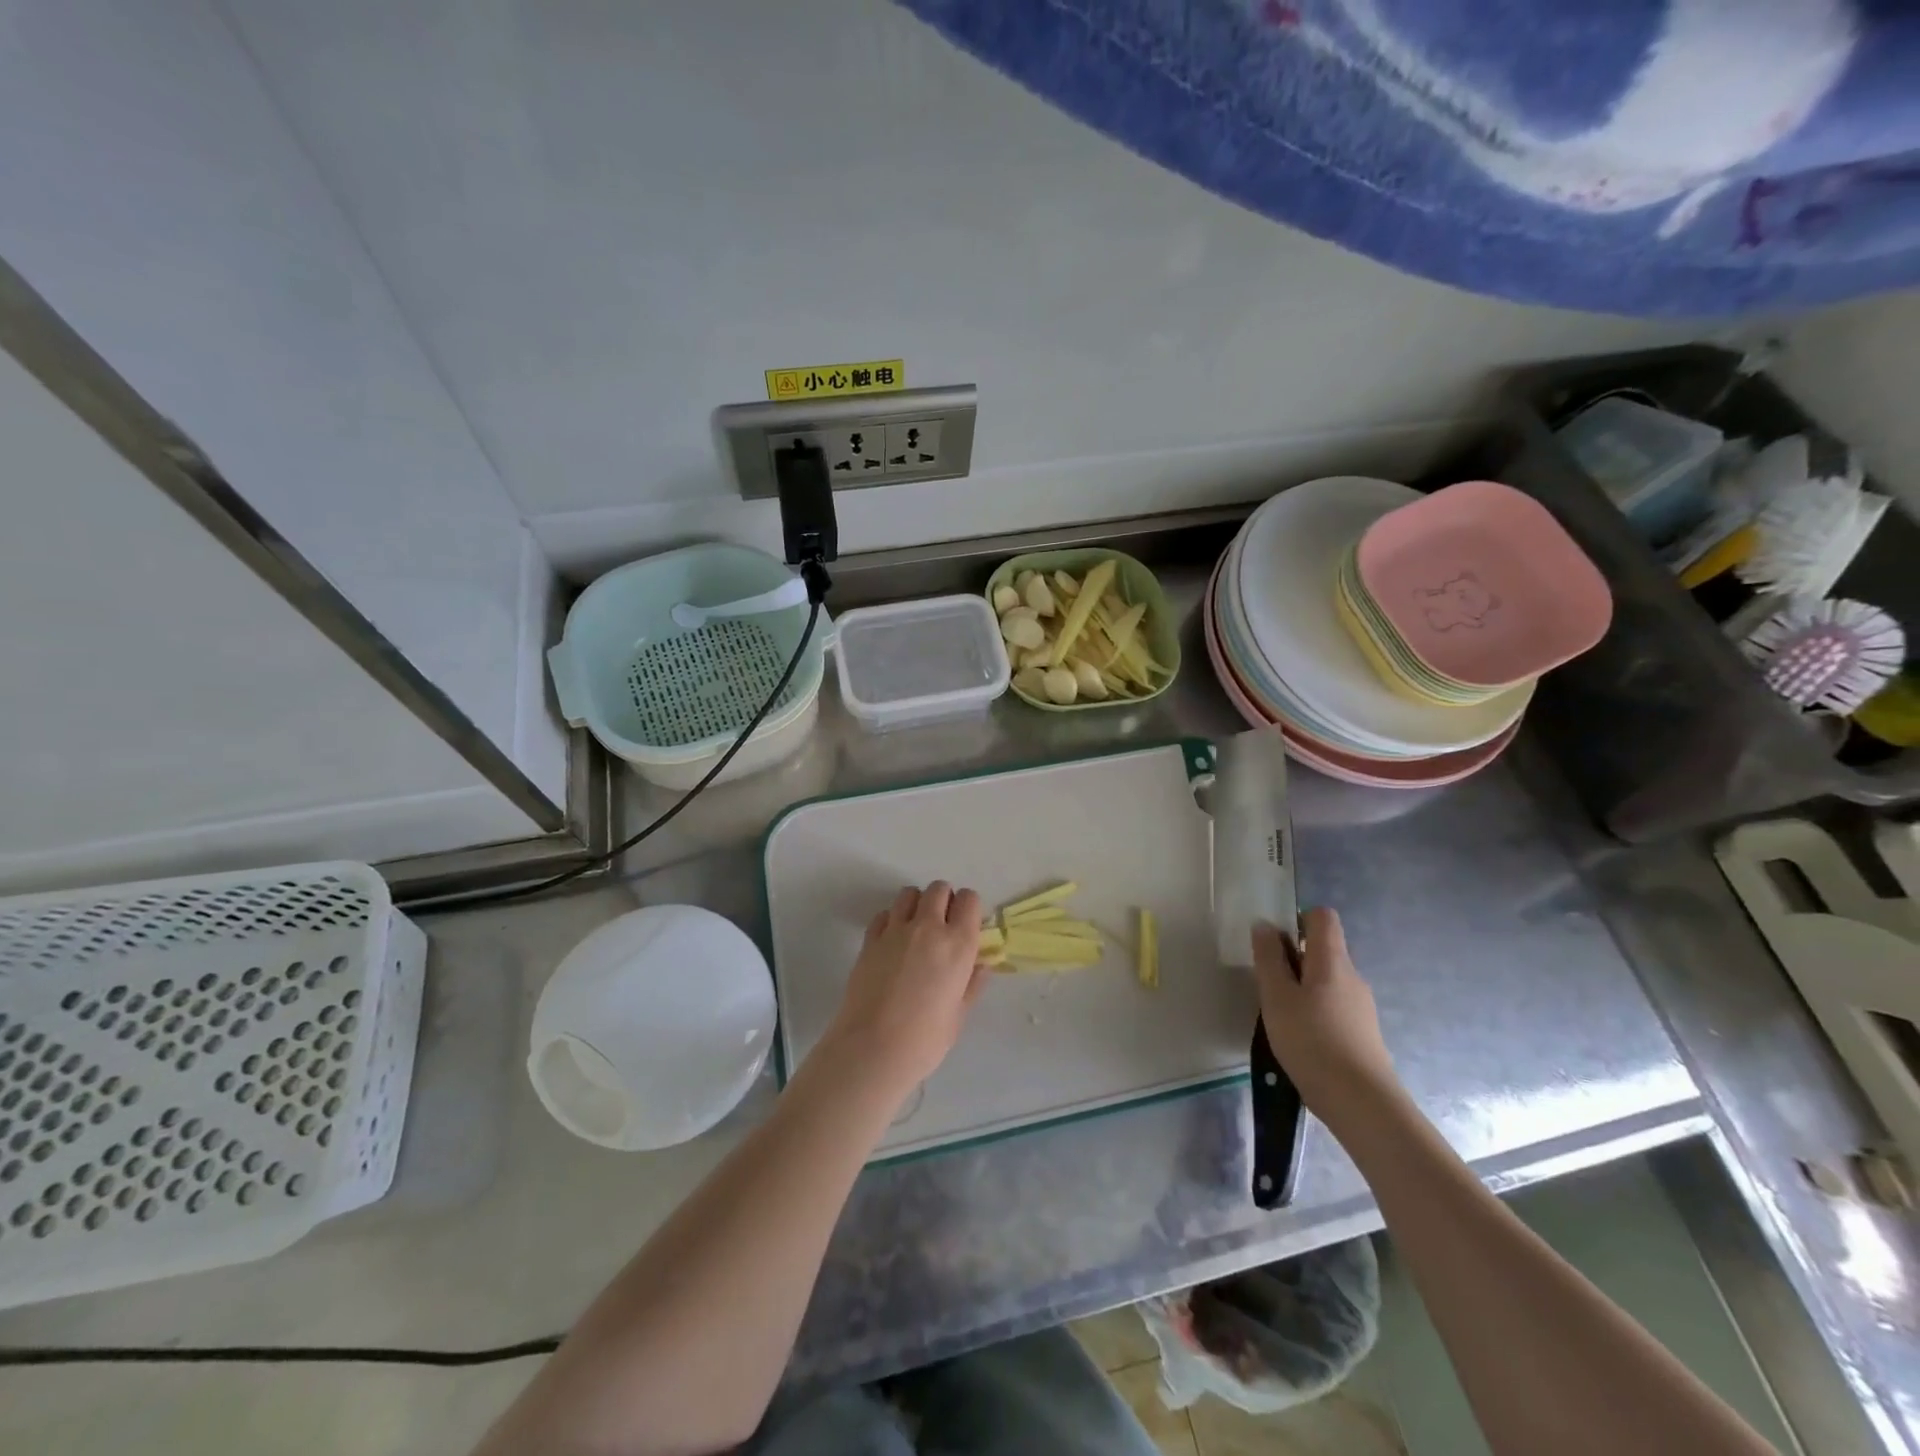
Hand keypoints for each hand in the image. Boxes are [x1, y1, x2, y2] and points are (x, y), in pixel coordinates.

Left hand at [822, 882, 988, 1103]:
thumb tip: (980, 965)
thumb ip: (972, 984)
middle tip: (942, 926)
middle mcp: (928, 927)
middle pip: (938, 889)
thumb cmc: (925, 1040)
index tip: (966, 925)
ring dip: (916, 904)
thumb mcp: (959, 1014)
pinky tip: (892, 942)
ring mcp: (896, 930)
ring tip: (916, 928)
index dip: (969, 908)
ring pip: (909, 893)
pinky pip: (884, 914)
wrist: (873, 1049)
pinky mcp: (870, 939)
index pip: (969, 899)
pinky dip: (891, 920)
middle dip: (944, 900)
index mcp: (959, 944)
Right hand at [1253, 907, 1398, 1124]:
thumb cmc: (1312, 1041)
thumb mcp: (1277, 996)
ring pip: (1326, 980)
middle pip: (1323, 949)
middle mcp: (1352, 976)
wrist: (1362, 1103)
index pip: (1322, 917)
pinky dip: (1314, 1010)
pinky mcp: (1362, 1032)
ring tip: (1279, 1014)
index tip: (1274, 941)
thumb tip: (1265, 925)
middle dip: (1292, 957)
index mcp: (1332, 961)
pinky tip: (1299, 1037)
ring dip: (1301, 986)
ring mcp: (1361, 1006)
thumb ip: (1269, 958)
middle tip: (1267, 983)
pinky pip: (1333, 1005)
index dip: (1297, 919)